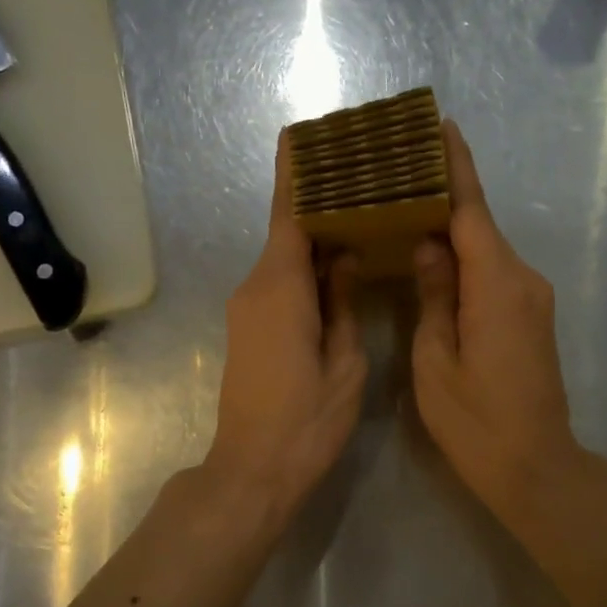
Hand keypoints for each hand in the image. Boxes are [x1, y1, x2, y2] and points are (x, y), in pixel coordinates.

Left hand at [204, 131, 366, 524]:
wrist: (253, 470)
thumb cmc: (307, 422)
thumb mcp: (344, 363)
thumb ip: (343, 303)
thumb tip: (342, 257)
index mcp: (280, 289)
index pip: (288, 215)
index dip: (295, 174)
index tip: (300, 135)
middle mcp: (255, 288)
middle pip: (287, 232)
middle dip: (317, 202)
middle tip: (360, 177)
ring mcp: (246, 310)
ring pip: (283, 259)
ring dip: (314, 238)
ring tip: (359, 215)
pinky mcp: (247, 329)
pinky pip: (278, 283)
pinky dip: (305, 268)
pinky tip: (337, 266)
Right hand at [413, 120, 578, 521]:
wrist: (535, 466)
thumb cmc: (476, 422)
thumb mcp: (436, 361)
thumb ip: (434, 296)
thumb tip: (429, 246)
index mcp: (496, 285)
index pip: (472, 210)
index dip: (456, 166)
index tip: (440, 125)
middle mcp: (522, 280)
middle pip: (480, 225)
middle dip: (444, 194)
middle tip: (400, 170)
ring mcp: (531, 299)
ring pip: (485, 250)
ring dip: (452, 229)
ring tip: (407, 208)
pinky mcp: (530, 317)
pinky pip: (492, 274)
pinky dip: (464, 259)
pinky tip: (433, 257)